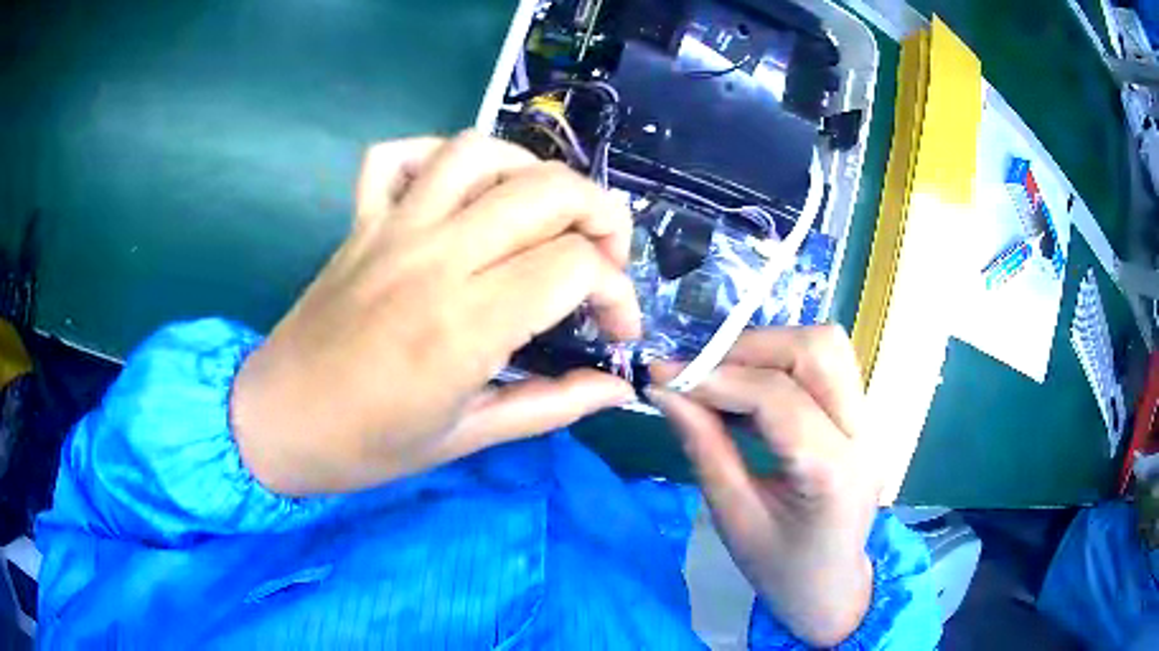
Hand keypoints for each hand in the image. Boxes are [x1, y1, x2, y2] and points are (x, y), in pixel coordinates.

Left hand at [231, 132, 640, 495]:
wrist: (277, 423)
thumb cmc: (367, 446)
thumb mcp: (469, 438)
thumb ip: (552, 405)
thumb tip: (618, 391)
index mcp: (465, 324)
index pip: (575, 266)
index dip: (617, 293)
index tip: (617, 331)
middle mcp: (434, 257)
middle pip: (546, 189)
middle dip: (601, 216)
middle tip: (603, 262)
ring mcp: (391, 228)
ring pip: (479, 151)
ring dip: (532, 172)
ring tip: (544, 216)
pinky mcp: (360, 222)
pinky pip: (397, 155)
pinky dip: (437, 156)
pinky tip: (459, 192)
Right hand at [649, 326, 877, 646]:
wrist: (832, 588)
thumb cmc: (781, 570)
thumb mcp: (734, 518)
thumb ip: (704, 447)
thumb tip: (666, 391)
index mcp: (833, 473)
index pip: (779, 398)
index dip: (717, 376)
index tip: (664, 374)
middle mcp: (864, 434)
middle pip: (818, 349)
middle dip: (750, 348)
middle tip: (698, 372)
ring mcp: (870, 422)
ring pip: (827, 347)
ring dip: (769, 349)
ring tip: (723, 378)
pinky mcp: (863, 417)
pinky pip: (825, 366)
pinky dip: (782, 363)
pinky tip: (749, 390)